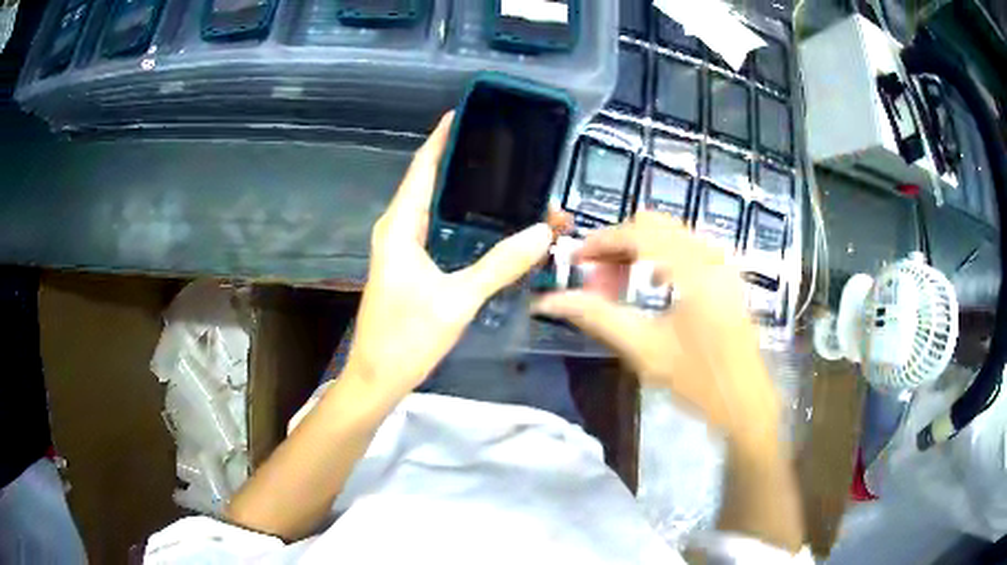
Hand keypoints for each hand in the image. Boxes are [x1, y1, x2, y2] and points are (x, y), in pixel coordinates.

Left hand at [344, 113, 553, 400]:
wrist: (378, 377)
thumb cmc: (407, 336)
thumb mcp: (458, 299)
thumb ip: (500, 264)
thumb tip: (542, 231)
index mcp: (399, 226)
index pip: (422, 167)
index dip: (442, 138)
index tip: (465, 114)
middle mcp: (397, 229)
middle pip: (430, 183)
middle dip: (463, 164)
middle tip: (502, 150)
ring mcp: (401, 248)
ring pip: (435, 208)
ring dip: (466, 196)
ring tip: (504, 181)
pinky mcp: (409, 266)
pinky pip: (437, 230)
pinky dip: (462, 221)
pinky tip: (488, 223)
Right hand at [534, 212, 779, 442]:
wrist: (746, 403)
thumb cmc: (698, 381)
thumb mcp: (644, 349)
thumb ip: (597, 317)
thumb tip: (550, 300)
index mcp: (693, 268)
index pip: (638, 232)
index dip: (601, 241)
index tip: (574, 259)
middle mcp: (711, 254)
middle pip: (654, 225)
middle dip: (619, 245)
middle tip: (595, 277)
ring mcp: (722, 263)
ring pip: (670, 235)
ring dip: (638, 251)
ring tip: (616, 284)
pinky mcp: (727, 275)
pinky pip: (686, 248)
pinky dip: (660, 258)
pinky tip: (650, 287)